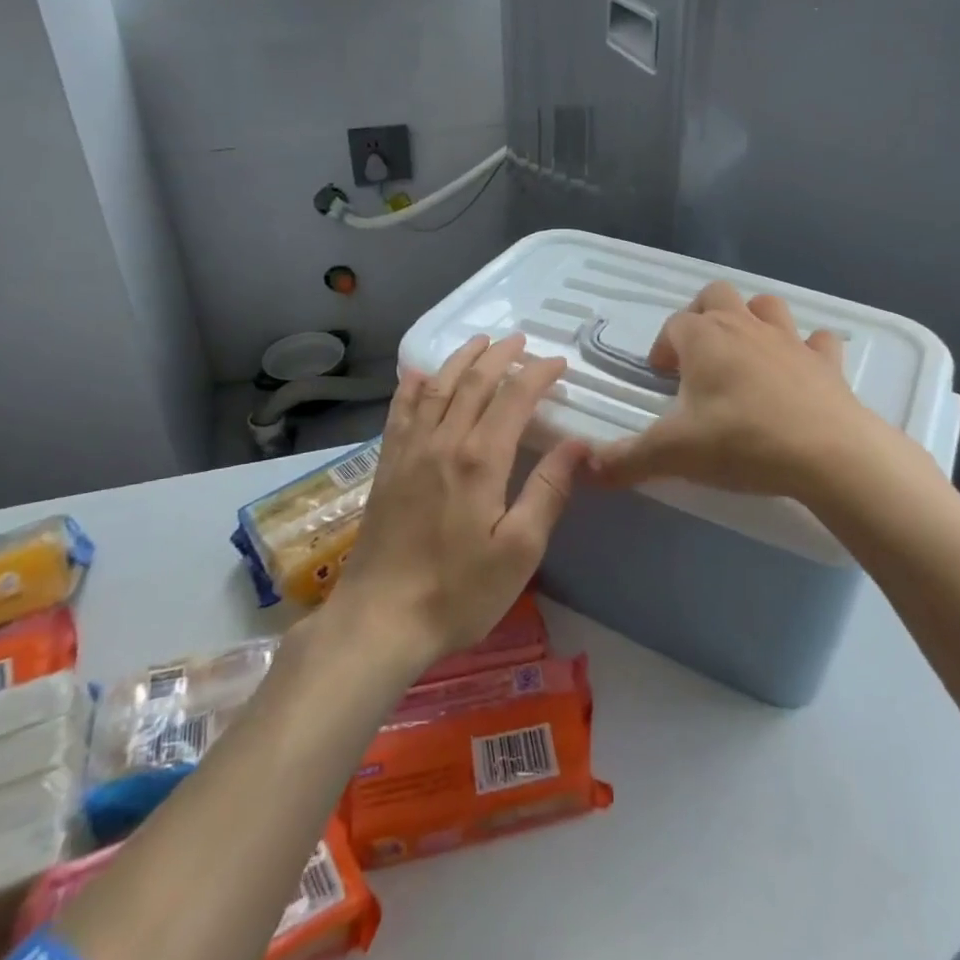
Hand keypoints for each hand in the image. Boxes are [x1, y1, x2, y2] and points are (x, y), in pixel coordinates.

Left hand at [327, 334, 585, 669]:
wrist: (380, 619)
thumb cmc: (458, 591)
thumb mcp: (519, 551)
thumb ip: (548, 492)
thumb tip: (579, 445)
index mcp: (480, 460)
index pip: (514, 398)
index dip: (538, 374)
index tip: (558, 363)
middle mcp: (443, 442)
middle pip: (473, 382)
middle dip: (500, 355)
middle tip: (520, 340)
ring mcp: (409, 451)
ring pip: (437, 387)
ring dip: (460, 359)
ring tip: (479, 342)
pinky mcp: (387, 466)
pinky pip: (401, 411)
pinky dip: (412, 386)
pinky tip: (418, 374)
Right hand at [589, 282, 923, 504]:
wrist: (828, 452)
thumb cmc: (741, 441)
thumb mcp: (674, 454)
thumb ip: (626, 460)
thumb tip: (585, 468)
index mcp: (705, 339)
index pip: (674, 325)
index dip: (663, 346)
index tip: (661, 377)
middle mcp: (744, 327)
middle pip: (717, 295)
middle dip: (702, 315)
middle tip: (698, 355)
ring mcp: (790, 340)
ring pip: (766, 307)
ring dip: (753, 320)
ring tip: (745, 354)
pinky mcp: (826, 362)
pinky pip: (817, 341)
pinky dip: (807, 349)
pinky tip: (801, 370)